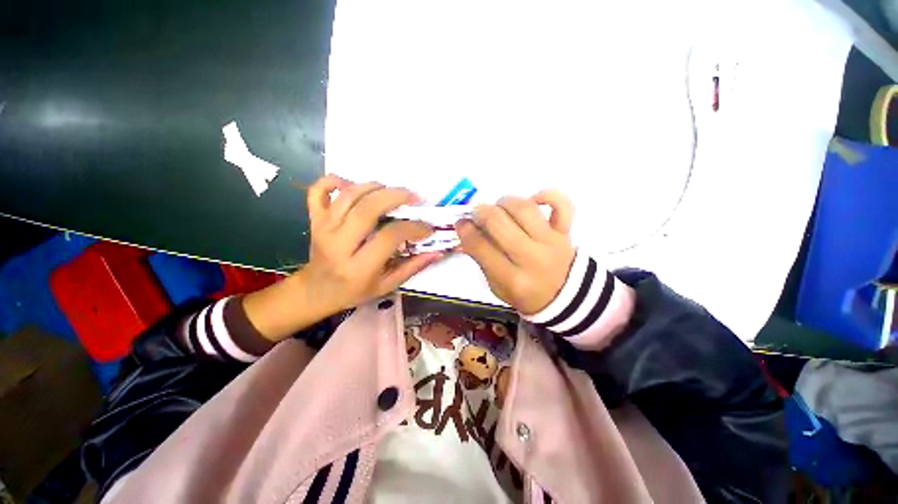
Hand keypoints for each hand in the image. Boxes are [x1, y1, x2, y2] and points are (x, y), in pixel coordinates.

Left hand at [243, 175, 442, 340]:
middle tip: (414, 197)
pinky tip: (352, 183)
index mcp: (358, 267)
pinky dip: (334, 180)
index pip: (389, 237)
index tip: (427, 227)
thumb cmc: (354, 291)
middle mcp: (339, 244)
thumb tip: (437, 252)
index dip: (413, 228)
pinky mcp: (315, 219)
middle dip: (395, 197)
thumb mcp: (387, 285)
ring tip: (392, 191)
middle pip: (367, 209)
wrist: (317, 290)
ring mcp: (323, 228)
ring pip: (348, 196)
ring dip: (373, 187)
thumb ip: (412, 267)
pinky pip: (318, 191)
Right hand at [455, 190, 574, 314]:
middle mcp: (531, 258)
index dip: (465, 230)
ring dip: (505, 202)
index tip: (461, 223)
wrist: (564, 298)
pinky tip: (533, 200)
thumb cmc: (525, 294)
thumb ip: (482, 259)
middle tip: (477, 214)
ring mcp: (552, 242)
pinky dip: (547, 195)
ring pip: (524, 208)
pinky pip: (563, 204)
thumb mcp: (496, 286)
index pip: (480, 246)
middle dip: (481, 212)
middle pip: (498, 222)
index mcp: (511, 279)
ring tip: (499, 208)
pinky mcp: (565, 232)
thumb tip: (469, 229)